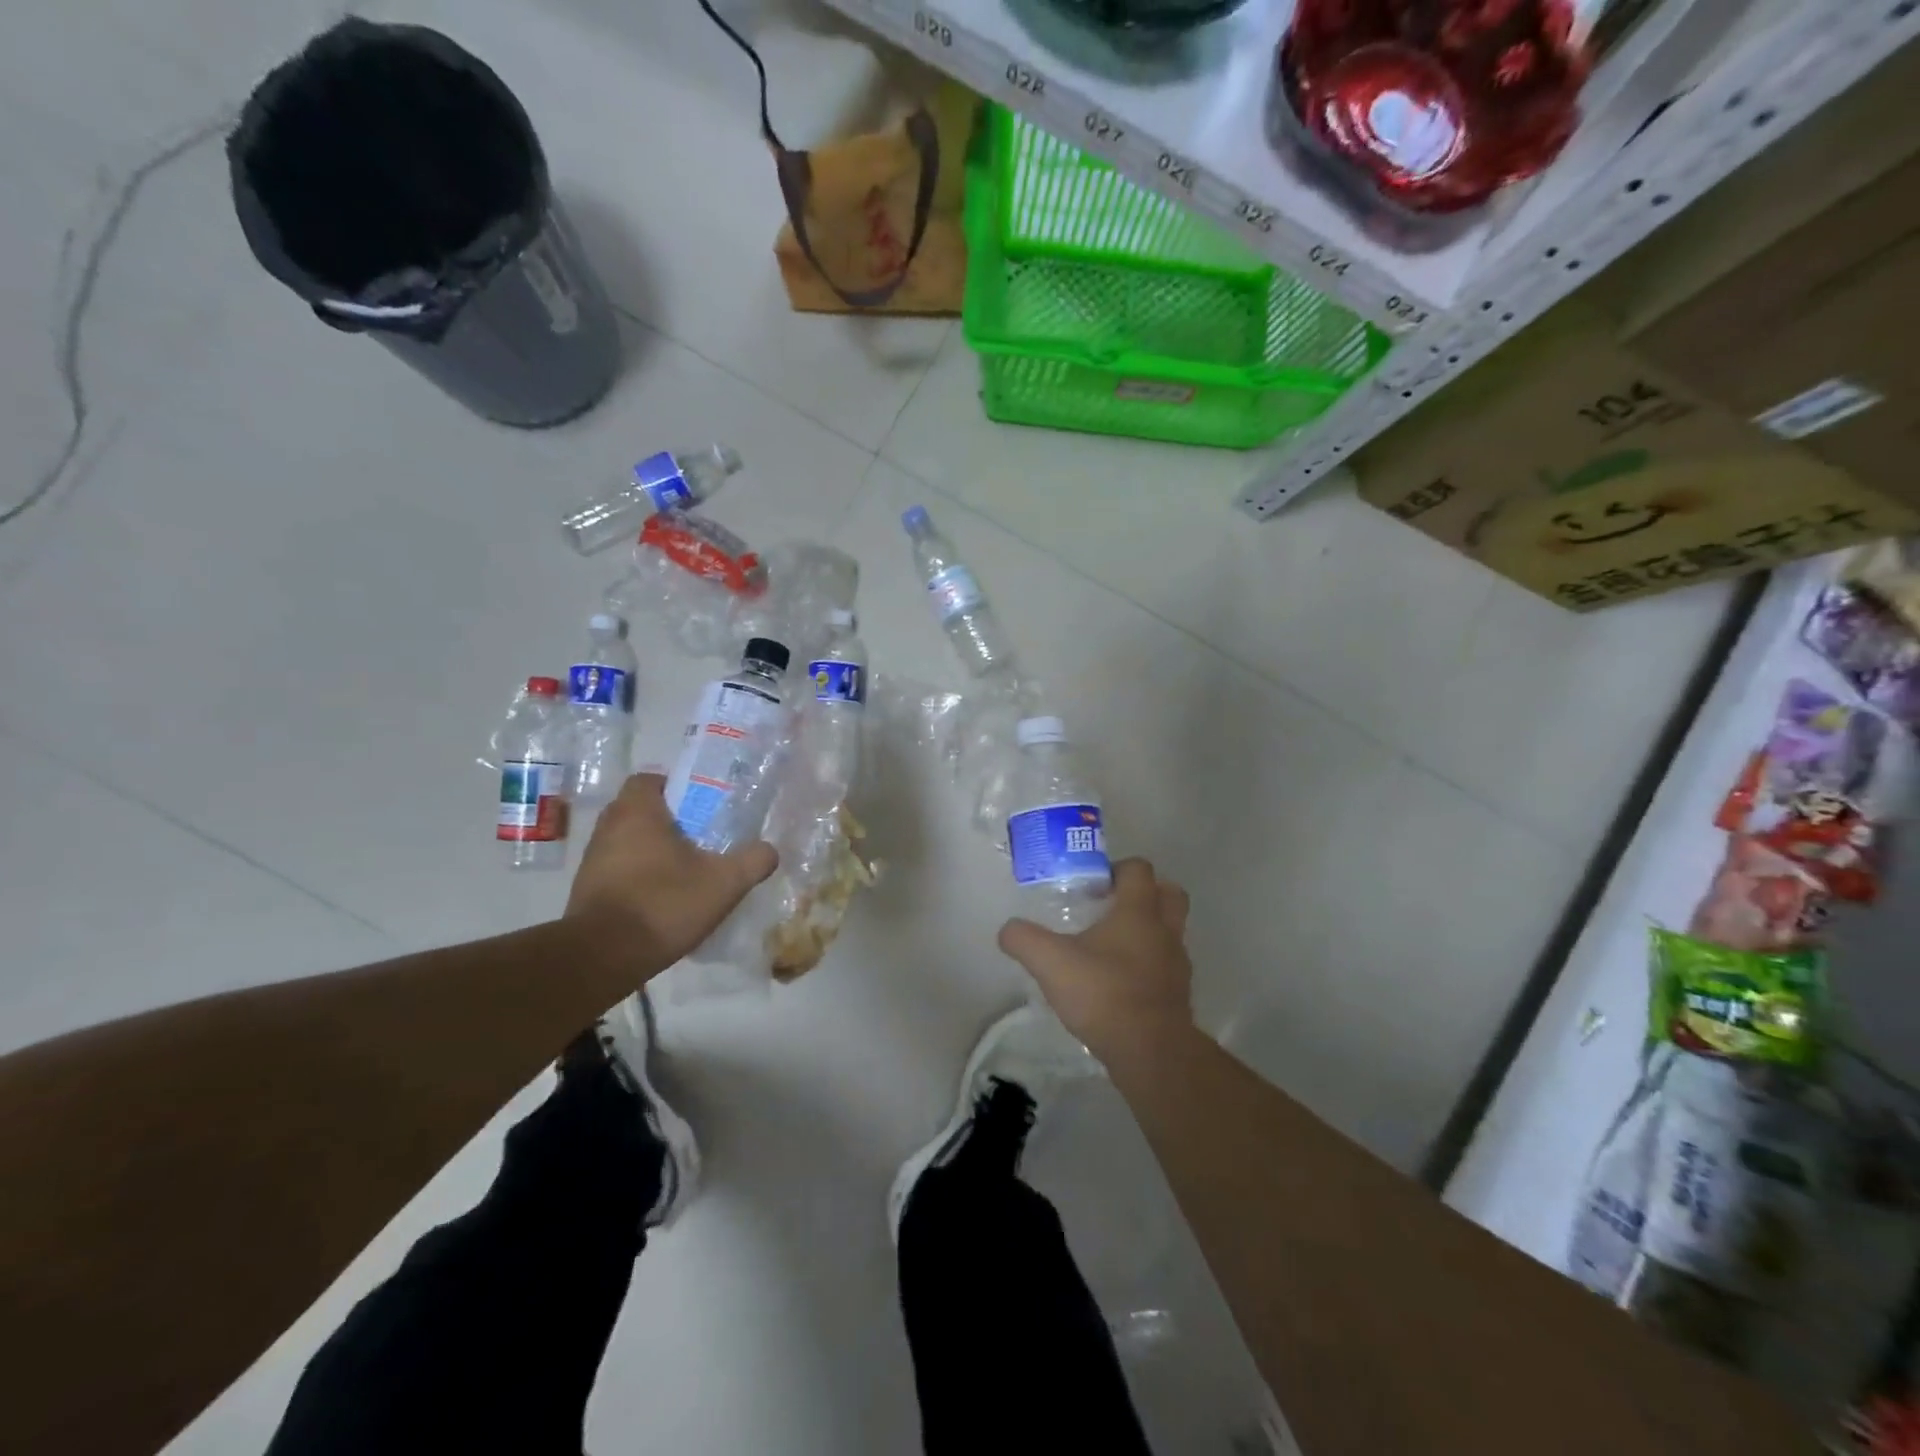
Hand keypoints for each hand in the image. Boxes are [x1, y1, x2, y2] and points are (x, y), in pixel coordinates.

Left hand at [566, 773, 777, 973]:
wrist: (603, 957)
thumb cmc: (664, 904)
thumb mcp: (724, 883)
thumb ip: (753, 861)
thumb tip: (769, 850)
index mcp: (637, 812)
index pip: (649, 779)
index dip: (674, 787)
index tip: (700, 807)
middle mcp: (608, 827)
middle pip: (639, 810)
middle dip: (668, 821)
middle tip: (700, 838)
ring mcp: (592, 859)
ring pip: (627, 841)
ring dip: (651, 850)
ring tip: (684, 871)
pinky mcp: (586, 890)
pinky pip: (617, 870)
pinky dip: (637, 876)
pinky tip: (662, 898)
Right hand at [997, 858, 1193, 1063]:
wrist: (1150, 1051)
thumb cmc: (1103, 992)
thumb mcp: (1050, 962)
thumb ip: (1024, 939)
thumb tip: (1008, 930)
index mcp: (1139, 910)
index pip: (1139, 869)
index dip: (1116, 868)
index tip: (1092, 884)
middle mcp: (1165, 930)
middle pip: (1169, 893)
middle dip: (1146, 893)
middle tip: (1111, 906)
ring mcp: (1177, 963)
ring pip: (1170, 931)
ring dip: (1149, 931)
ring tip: (1111, 948)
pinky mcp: (1179, 994)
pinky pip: (1166, 966)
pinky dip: (1149, 966)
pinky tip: (1120, 982)